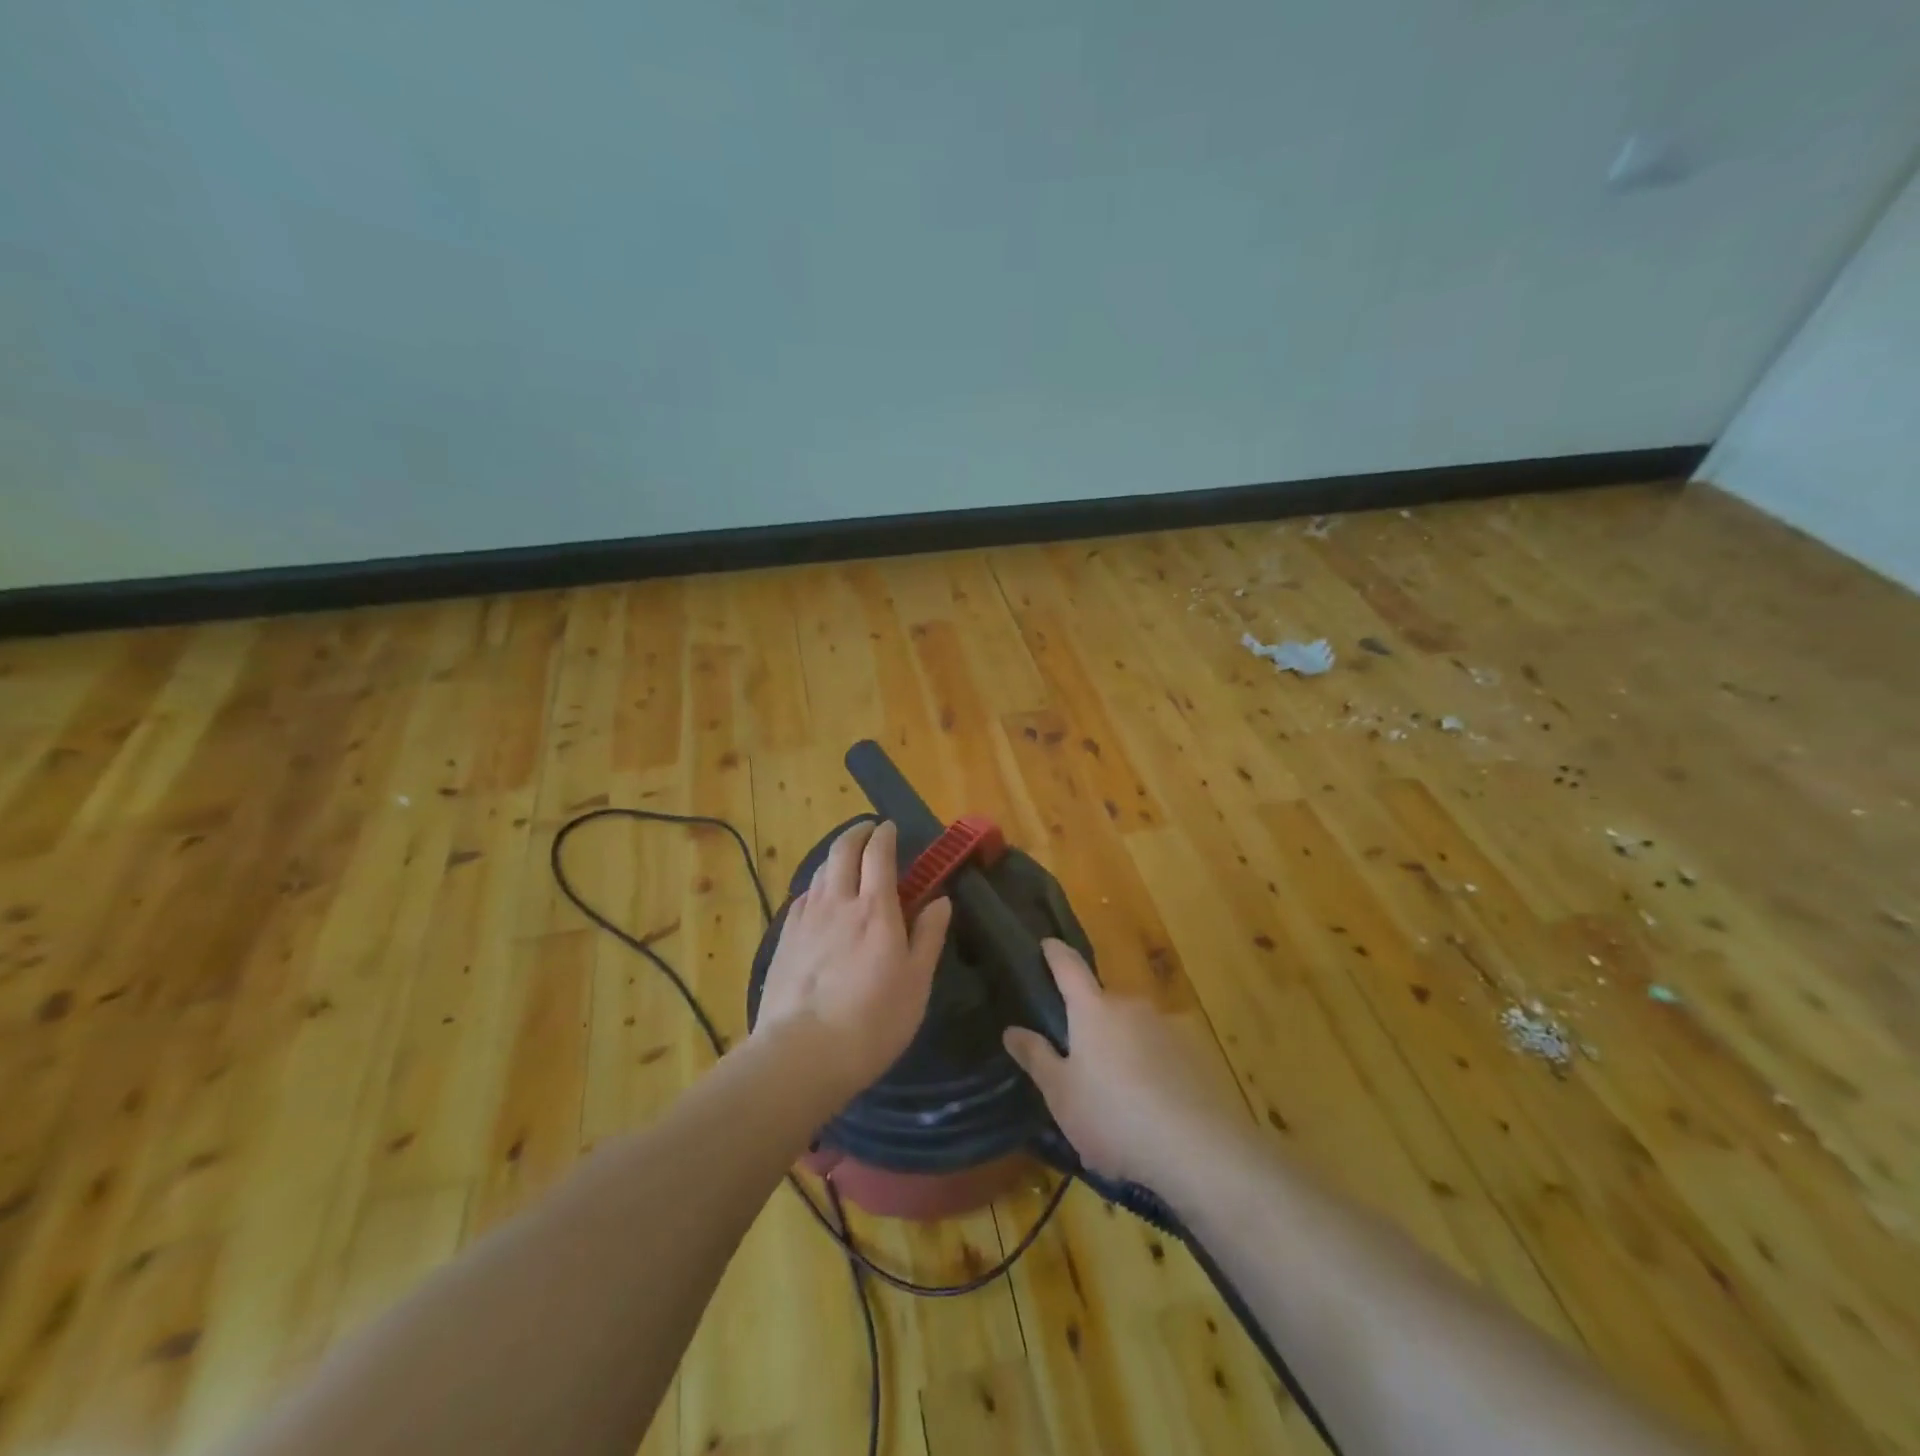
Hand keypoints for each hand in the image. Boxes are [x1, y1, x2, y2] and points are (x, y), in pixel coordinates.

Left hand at [754, 820, 951, 1094]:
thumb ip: (929, 935)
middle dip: (856, 833)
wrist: (802, 1053)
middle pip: (842, 851)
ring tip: (845, 860)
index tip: (890, 827)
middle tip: (868, 830)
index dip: (885, 835)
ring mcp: (805, 919)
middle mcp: (837, 903)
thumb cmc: (873, 1021)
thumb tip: (941, 899)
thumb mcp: (917, 982)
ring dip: (834, 857)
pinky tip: (818, 899)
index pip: (879, 854)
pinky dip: (815, 886)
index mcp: (875, 909)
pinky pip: (802, 898)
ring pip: (819, 871)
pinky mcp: (784, 939)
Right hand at [1003, 940, 1238, 1188]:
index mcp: (1093, 1009)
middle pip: (1104, 1001)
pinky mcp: (1194, 1052)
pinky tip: (1150, 1103)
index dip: (1055, 953)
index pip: (1069, 966)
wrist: (1195, 1149)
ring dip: (1122, 1044)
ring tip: (1116, 1088)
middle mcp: (1131, 1005)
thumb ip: (1037, 1058)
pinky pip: (1161, 1049)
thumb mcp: (1061, 1095)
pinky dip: (1150, 1065)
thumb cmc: (1113, 1117)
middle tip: (1079, 1052)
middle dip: (1090, 1018)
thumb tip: (1012, 1030)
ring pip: (1134, 1026)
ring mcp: (1167, 1026)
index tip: (1047, 943)